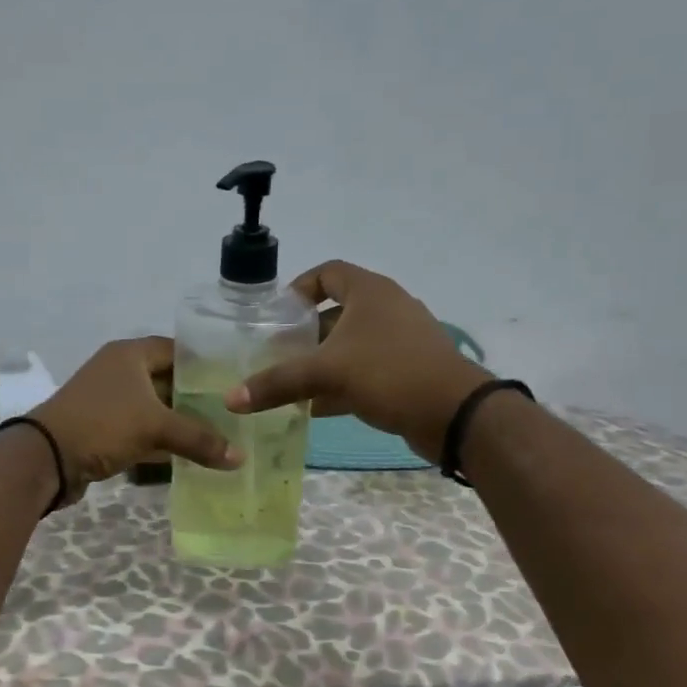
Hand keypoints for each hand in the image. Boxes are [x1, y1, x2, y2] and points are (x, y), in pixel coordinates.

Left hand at [30, 337, 240, 506]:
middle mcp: (119, 371)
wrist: (46, 457)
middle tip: (233, 413)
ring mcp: (109, 400)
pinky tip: (189, 455)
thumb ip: (200, 439)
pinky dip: (162, 440)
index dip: (205, 364)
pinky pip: (141, 430)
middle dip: (197, 398)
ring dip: (180, 422)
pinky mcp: (103, 428)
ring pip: (155, 408)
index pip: (177, 349)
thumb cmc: (103, 424)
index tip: (234, 381)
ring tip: (220, 435)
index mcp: (130, 354)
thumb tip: (241, 457)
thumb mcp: (155, 427)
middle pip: (167, 380)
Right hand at [226, 260, 492, 464]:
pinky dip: (340, 383)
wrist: (456, 414)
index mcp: (370, 292)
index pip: (328, 273)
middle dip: (304, 334)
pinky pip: (364, 369)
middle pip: (335, 312)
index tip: (276, 314)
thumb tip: (230, 399)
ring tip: (289, 383)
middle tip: (275, 353)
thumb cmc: (390, 373)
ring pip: (349, 345)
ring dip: (320, 362)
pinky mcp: (407, 371)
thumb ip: (278, 383)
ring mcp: (400, 341)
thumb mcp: (327, 373)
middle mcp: (386, 309)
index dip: (299, 288)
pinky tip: (316, 408)